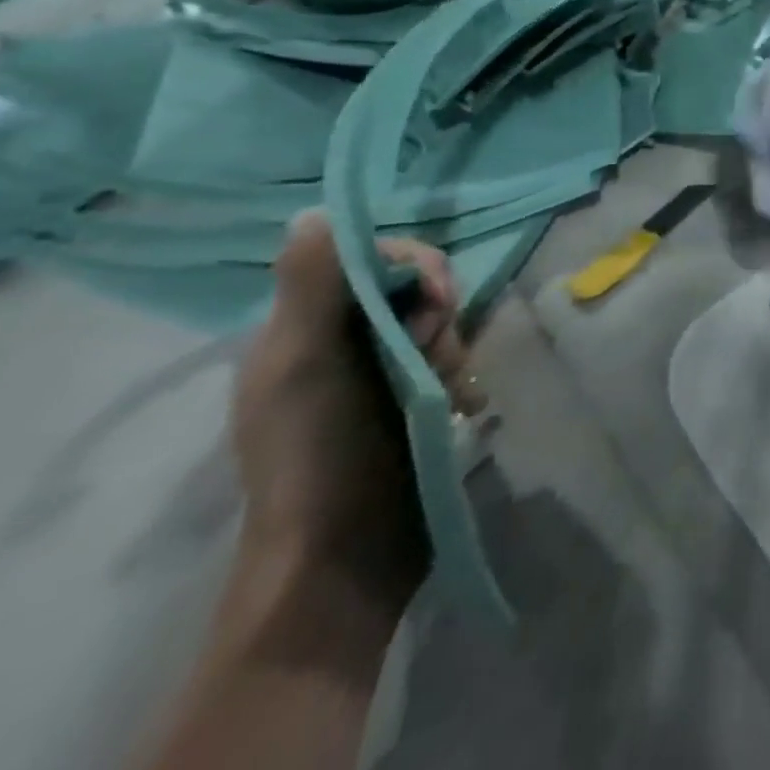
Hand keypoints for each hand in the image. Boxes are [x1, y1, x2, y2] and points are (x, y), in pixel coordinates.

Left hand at [231, 211, 483, 621]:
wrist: (346, 558)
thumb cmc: (317, 454)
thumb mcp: (304, 364)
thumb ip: (313, 286)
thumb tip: (314, 211)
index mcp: (303, 329)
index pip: (371, 260)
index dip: (413, 265)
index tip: (437, 296)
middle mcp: (342, 343)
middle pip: (414, 290)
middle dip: (439, 315)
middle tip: (438, 354)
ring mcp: (382, 376)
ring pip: (441, 325)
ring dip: (455, 349)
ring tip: (450, 392)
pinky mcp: (416, 403)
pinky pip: (454, 362)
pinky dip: (464, 377)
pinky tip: (465, 404)